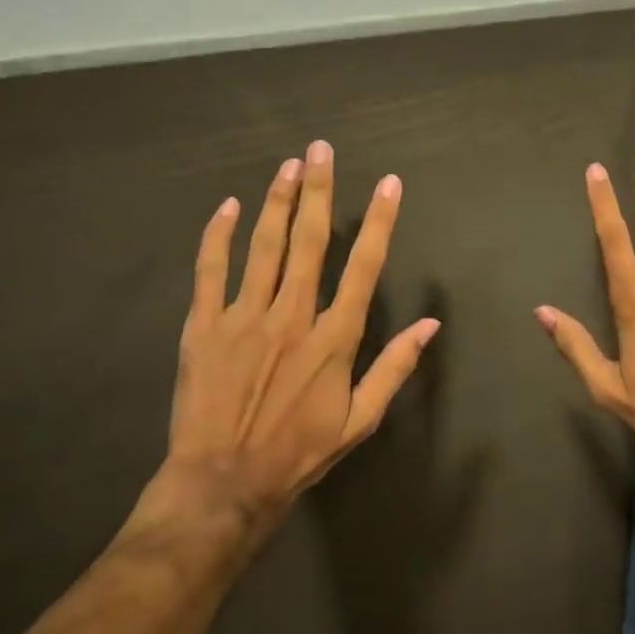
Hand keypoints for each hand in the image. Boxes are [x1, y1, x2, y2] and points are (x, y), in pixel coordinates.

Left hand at [132, 142, 440, 550]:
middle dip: (318, 190)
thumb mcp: (360, 420)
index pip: (364, 266)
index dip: (379, 221)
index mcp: (333, 338)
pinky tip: (230, 206)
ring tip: (288, 164)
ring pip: (263, 245)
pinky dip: (219, 236)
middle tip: (321, 149)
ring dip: (277, 201)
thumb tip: (431, 324)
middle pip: (309, 240)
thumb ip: (394, 368)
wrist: (223, 484)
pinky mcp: (203, 326)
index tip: (388, 184)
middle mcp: (291, 315)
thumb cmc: (298, 452)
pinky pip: (210, 270)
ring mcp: (244, 317)